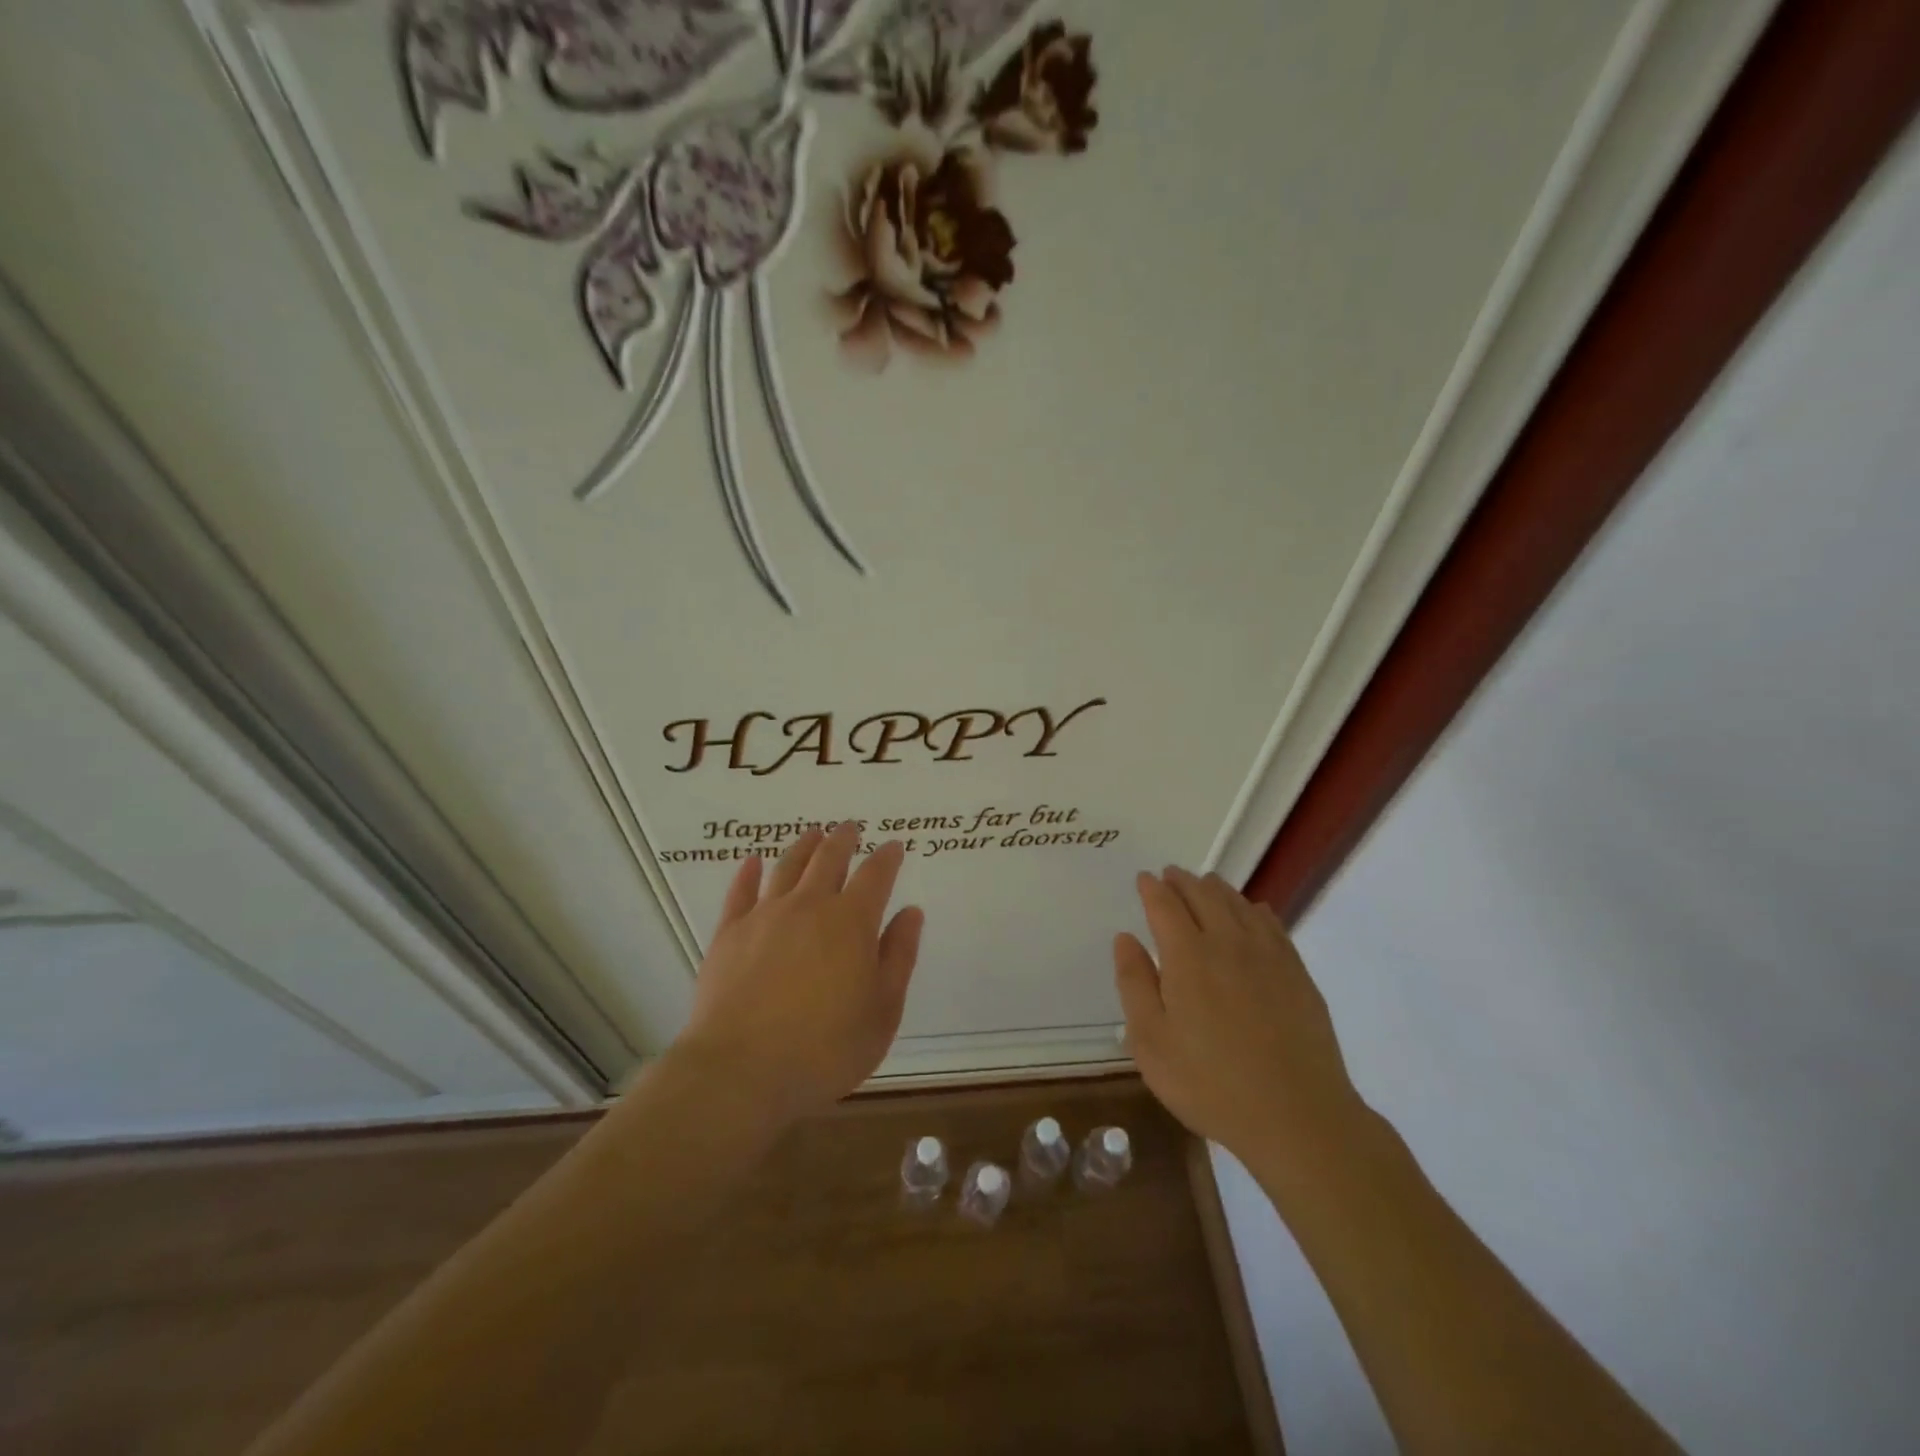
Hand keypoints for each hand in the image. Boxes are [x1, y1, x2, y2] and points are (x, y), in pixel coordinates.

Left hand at [674, 823, 923, 1125]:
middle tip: (850, 827)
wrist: (741, 1072)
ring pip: (787, 867)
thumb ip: (898, 957)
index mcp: (852, 922)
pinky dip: (749, 872)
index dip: (887, 857)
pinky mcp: (729, 933)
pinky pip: (740, 891)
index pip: (875, 875)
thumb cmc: (825, 1049)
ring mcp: (765, 916)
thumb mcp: (882, 1011)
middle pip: (829, 859)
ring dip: (803, 846)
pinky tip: (752, 862)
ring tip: (813, 834)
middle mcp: (809, 906)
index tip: (894, 846)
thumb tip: (910, 912)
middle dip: (843, 840)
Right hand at [1114, 867, 1365, 1165]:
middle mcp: (1228, 944)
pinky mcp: (1297, 973)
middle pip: (1203, 896)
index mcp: (1188, 957)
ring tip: (1205, 884)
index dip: (1152, 888)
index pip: (1165, 906)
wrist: (1297, 1116)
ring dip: (1216, 889)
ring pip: (1238, 904)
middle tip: (1170, 875)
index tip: (1144, 878)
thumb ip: (1134, 984)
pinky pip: (1271, 924)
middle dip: (1183, 881)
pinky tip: (1252, 911)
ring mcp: (1268, 956)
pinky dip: (1254, 909)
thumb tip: (1125, 938)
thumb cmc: (1210, 1084)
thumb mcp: (1151, 1042)